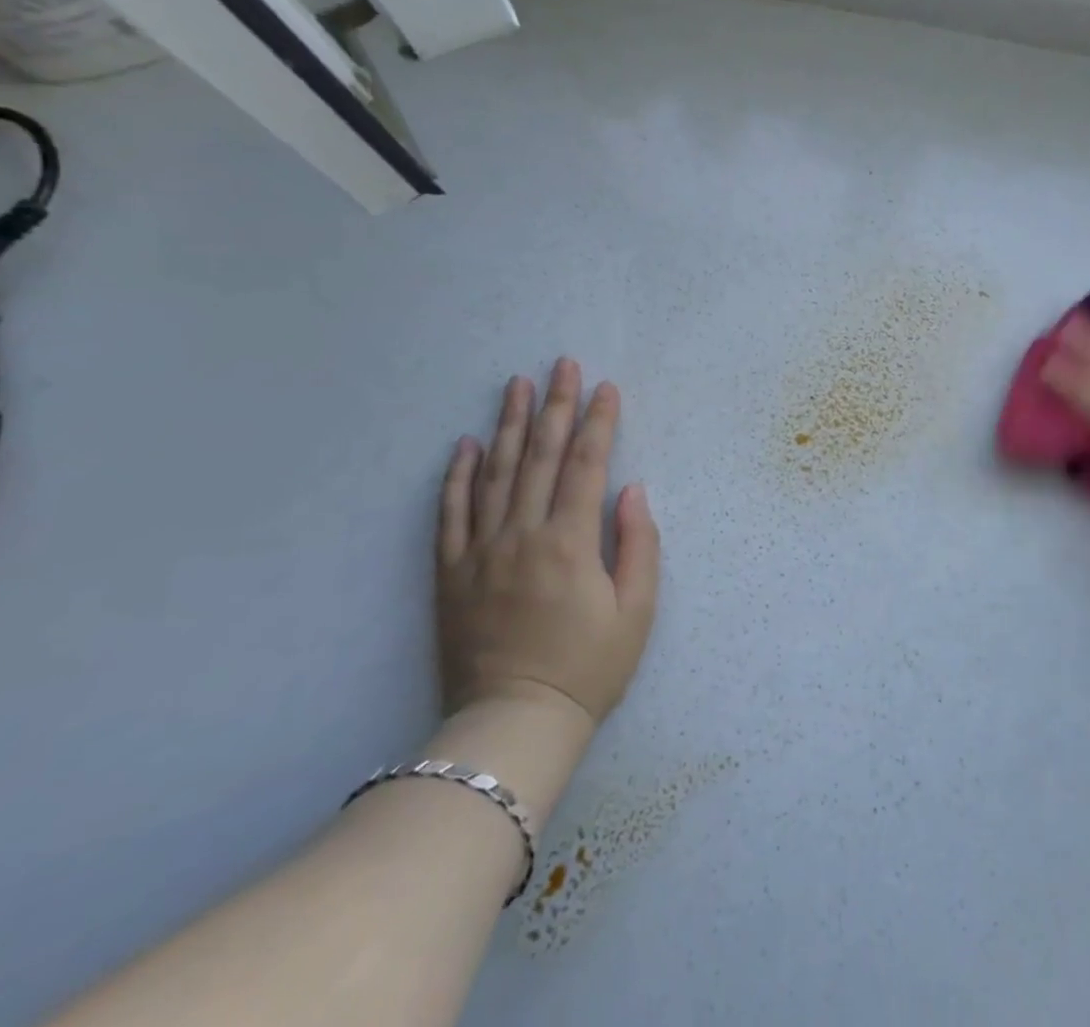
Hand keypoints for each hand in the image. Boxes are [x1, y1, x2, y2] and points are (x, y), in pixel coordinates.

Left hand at [436, 361, 659, 729]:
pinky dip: (456, 475)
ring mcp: (481, 552)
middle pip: (539, 455)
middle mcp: (522, 534)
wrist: (514, 724)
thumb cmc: (588, 668)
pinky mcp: (451, 573)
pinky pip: (450, 514)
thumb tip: (630, 490)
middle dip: (554, 405)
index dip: (598, 421)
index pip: (586, 464)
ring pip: (494, 473)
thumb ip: (638, 544)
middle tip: (561, 364)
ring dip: (507, 424)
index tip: (605, 386)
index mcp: (570, 542)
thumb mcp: (637, 611)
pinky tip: (463, 444)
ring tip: (515, 384)